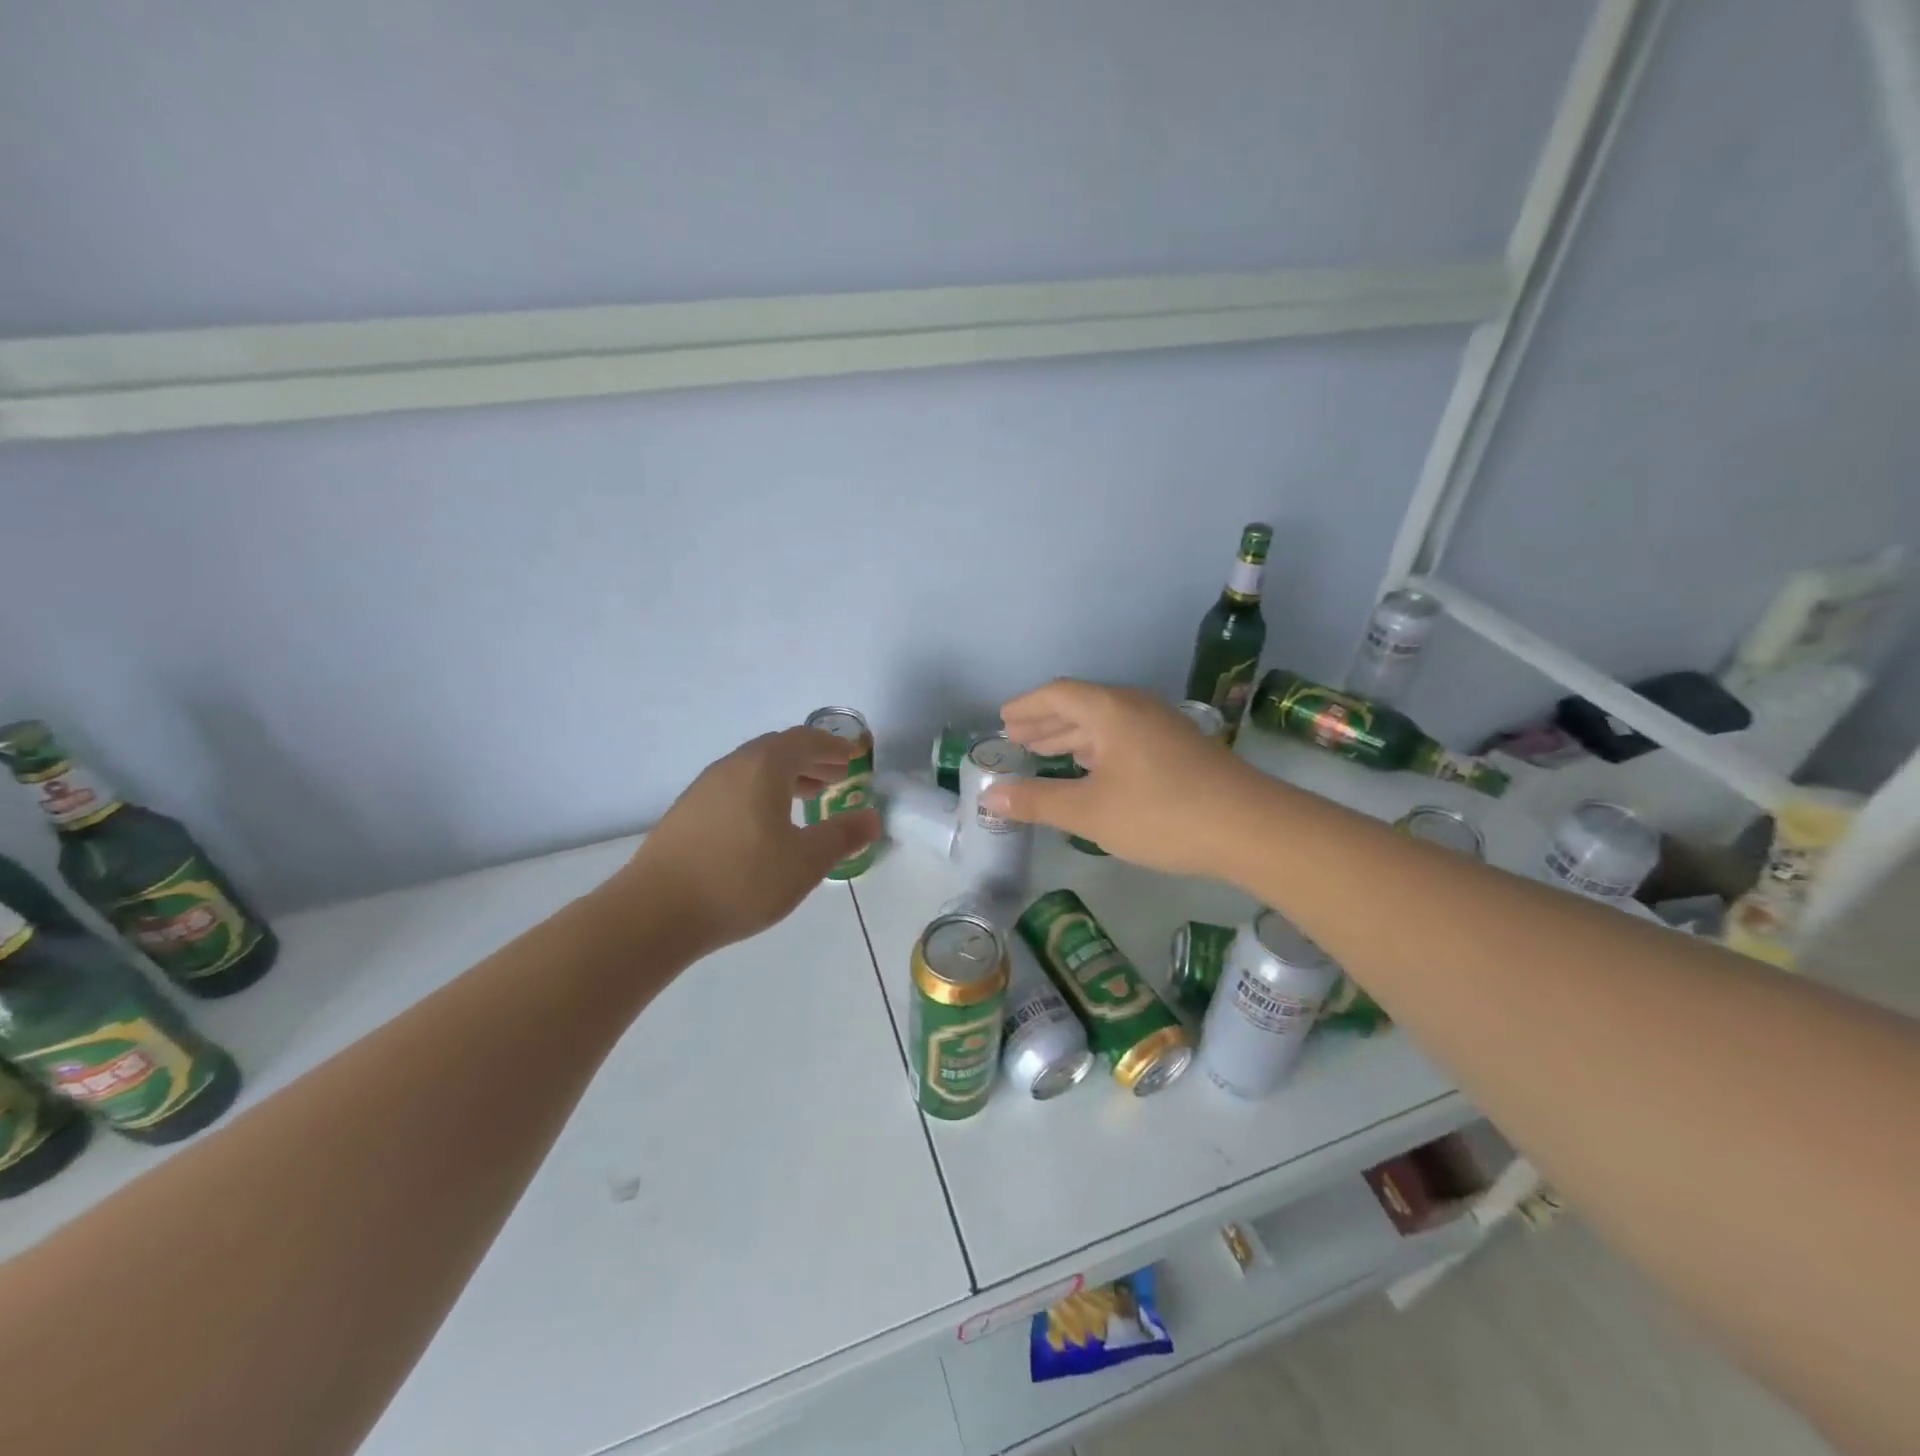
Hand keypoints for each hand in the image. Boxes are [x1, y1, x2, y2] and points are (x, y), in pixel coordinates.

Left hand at [600, 726, 880, 959]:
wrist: (655, 913)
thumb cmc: (741, 880)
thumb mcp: (804, 862)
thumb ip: (842, 836)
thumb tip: (872, 817)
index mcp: (763, 768)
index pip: (804, 741)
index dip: (832, 746)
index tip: (853, 756)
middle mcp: (732, 767)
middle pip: (777, 750)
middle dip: (810, 760)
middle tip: (835, 777)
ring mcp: (704, 788)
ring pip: (753, 769)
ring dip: (785, 777)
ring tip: (807, 798)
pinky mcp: (687, 813)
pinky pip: (734, 787)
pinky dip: (760, 792)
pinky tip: (765, 825)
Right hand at [983, 680, 1259, 879]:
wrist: (1251, 828)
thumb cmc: (1161, 814)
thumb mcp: (1090, 812)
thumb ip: (1038, 801)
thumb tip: (991, 796)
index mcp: (1111, 710)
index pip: (1057, 694)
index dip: (1026, 706)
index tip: (1002, 720)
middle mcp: (1135, 708)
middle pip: (1080, 705)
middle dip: (1045, 722)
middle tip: (1015, 739)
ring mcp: (1161, 726)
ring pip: (1105, 723)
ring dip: (1070, 736)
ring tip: (1042, 753)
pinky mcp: (1179, 748)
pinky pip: (1124, 737)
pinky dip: (1096, 749)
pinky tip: (1090, 770)